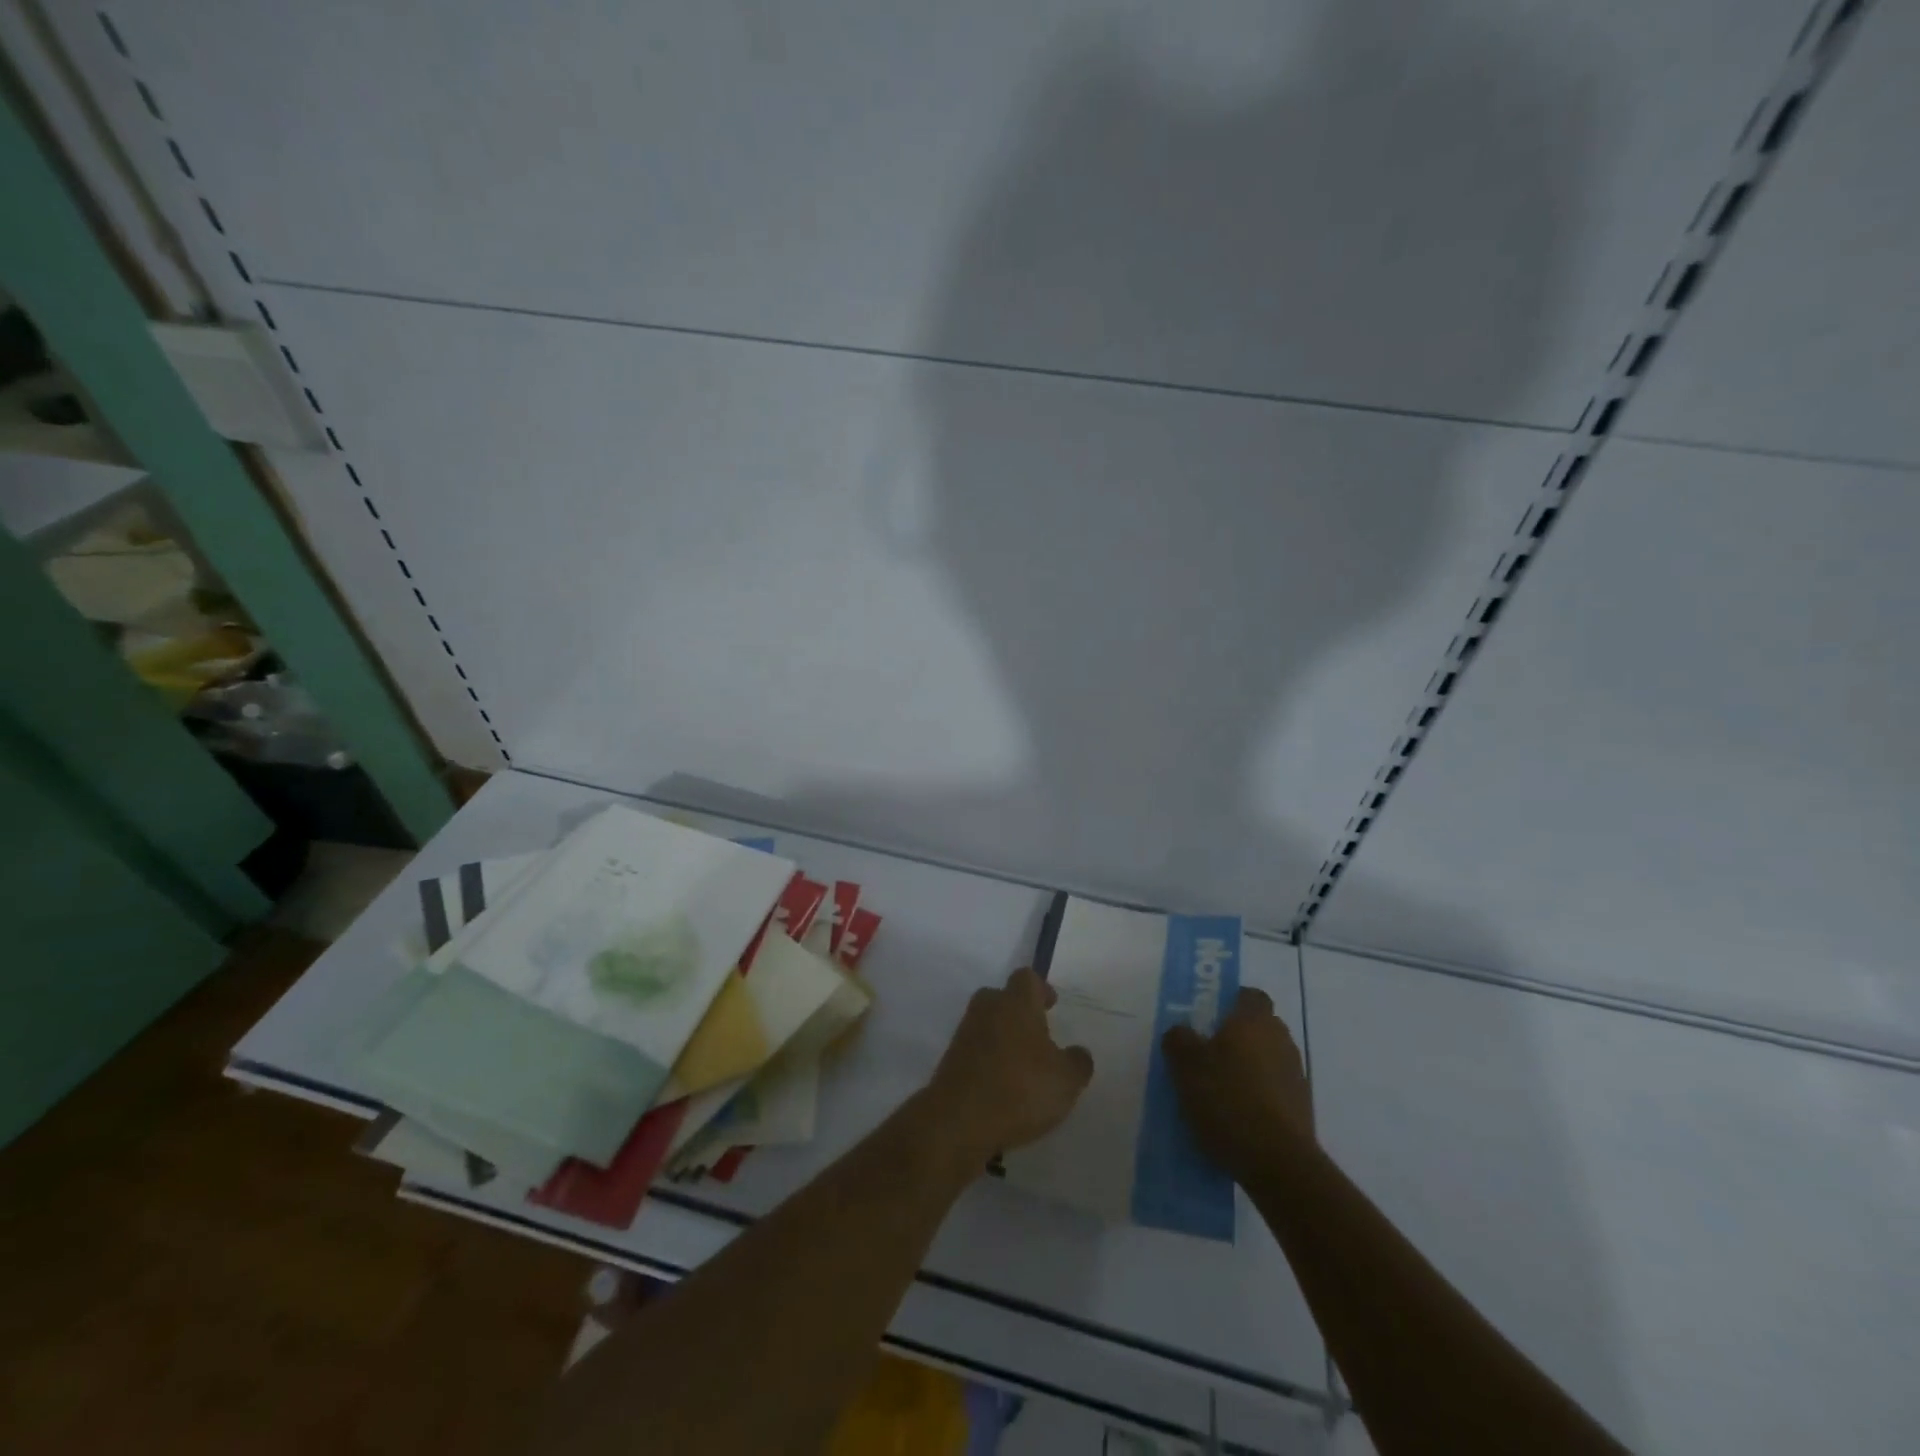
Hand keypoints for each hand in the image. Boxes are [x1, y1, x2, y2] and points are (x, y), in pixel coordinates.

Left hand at [921, 968, 1093, 1168]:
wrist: (959, 1119)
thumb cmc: (1020, 1088)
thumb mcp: (1066, 1080)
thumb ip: (1077, 1061)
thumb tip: (1078, 1052)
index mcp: (1016, 1002)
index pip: (1027, 978)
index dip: (1041, 989)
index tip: (1051, 1006)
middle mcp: (987, 1009)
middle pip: (1002, 997)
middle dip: (1018, 1012)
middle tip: (1037, 1035)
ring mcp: (965, 1033)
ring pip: (987, 1024)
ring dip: (1002, 1038)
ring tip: (1022, 1067)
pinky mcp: (950, 1059)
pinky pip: (975, 1050)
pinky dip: (988, 1061)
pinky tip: (1002, 1086)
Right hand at [1162, 987, 1313, 1183]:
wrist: (1278, 1164)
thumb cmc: (1227, 1100)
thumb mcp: (1185, 1066)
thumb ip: (1179, 1040)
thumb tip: (1182, 1032)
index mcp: (1254, 1021)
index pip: (1250, 995)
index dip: (1231, 1001)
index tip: (1209, 1017)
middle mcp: (1281, 1040)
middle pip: (1259, 1027)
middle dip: (1236, 1037)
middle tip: (1206, 1054)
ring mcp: (1296, 1076)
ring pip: (1267, 1060)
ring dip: (1248, 1068)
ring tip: (1219, 1091)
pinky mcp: (1302, 1110)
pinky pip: (1274, 1090)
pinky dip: (1258, 1096)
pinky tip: (1236, 1118)